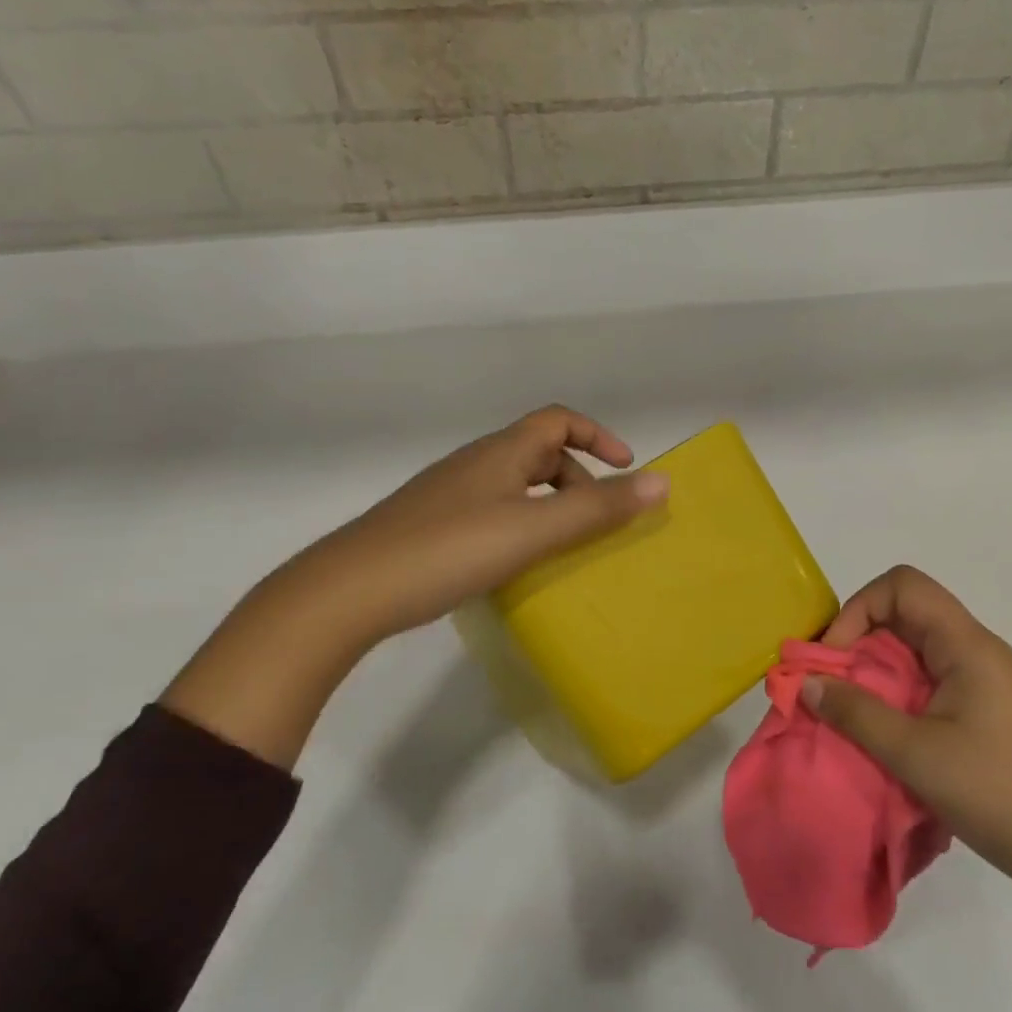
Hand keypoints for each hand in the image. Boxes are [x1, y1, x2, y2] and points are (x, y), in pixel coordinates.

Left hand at [163, 407, 666, 769]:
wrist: (348, 591)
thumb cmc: (448, 550)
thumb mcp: (532, 530)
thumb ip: (597, 509)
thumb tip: (662, 482)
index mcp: (500, 453)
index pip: (558, 420)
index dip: (598, 436)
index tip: (627, 468)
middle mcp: (475, 464)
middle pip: (539, 452)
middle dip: (578, 479)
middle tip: (598, 522)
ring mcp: (448, 494)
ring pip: (515, 485)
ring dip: (550, 505)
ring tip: (564, 546)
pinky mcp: (431, 525)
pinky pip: (492, 511)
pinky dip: (520, 525)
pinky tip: (516, 564)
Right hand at [807, 564, 1011, 882]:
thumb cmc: (999, 793)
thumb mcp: (915, 754)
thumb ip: (856, 714)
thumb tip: (807, 683)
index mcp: (967, 644)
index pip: (903, 586)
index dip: (860, 609)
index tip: (837, 657)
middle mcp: (978, 649)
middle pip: (908, 613)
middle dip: (862, 640)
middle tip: (834, 684)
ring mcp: (987, 679)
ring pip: (919, 648)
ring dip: (879, 670)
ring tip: (855, 710)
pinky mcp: (989, 708)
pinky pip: (933, 678)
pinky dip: (901, 692)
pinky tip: (892, 731)